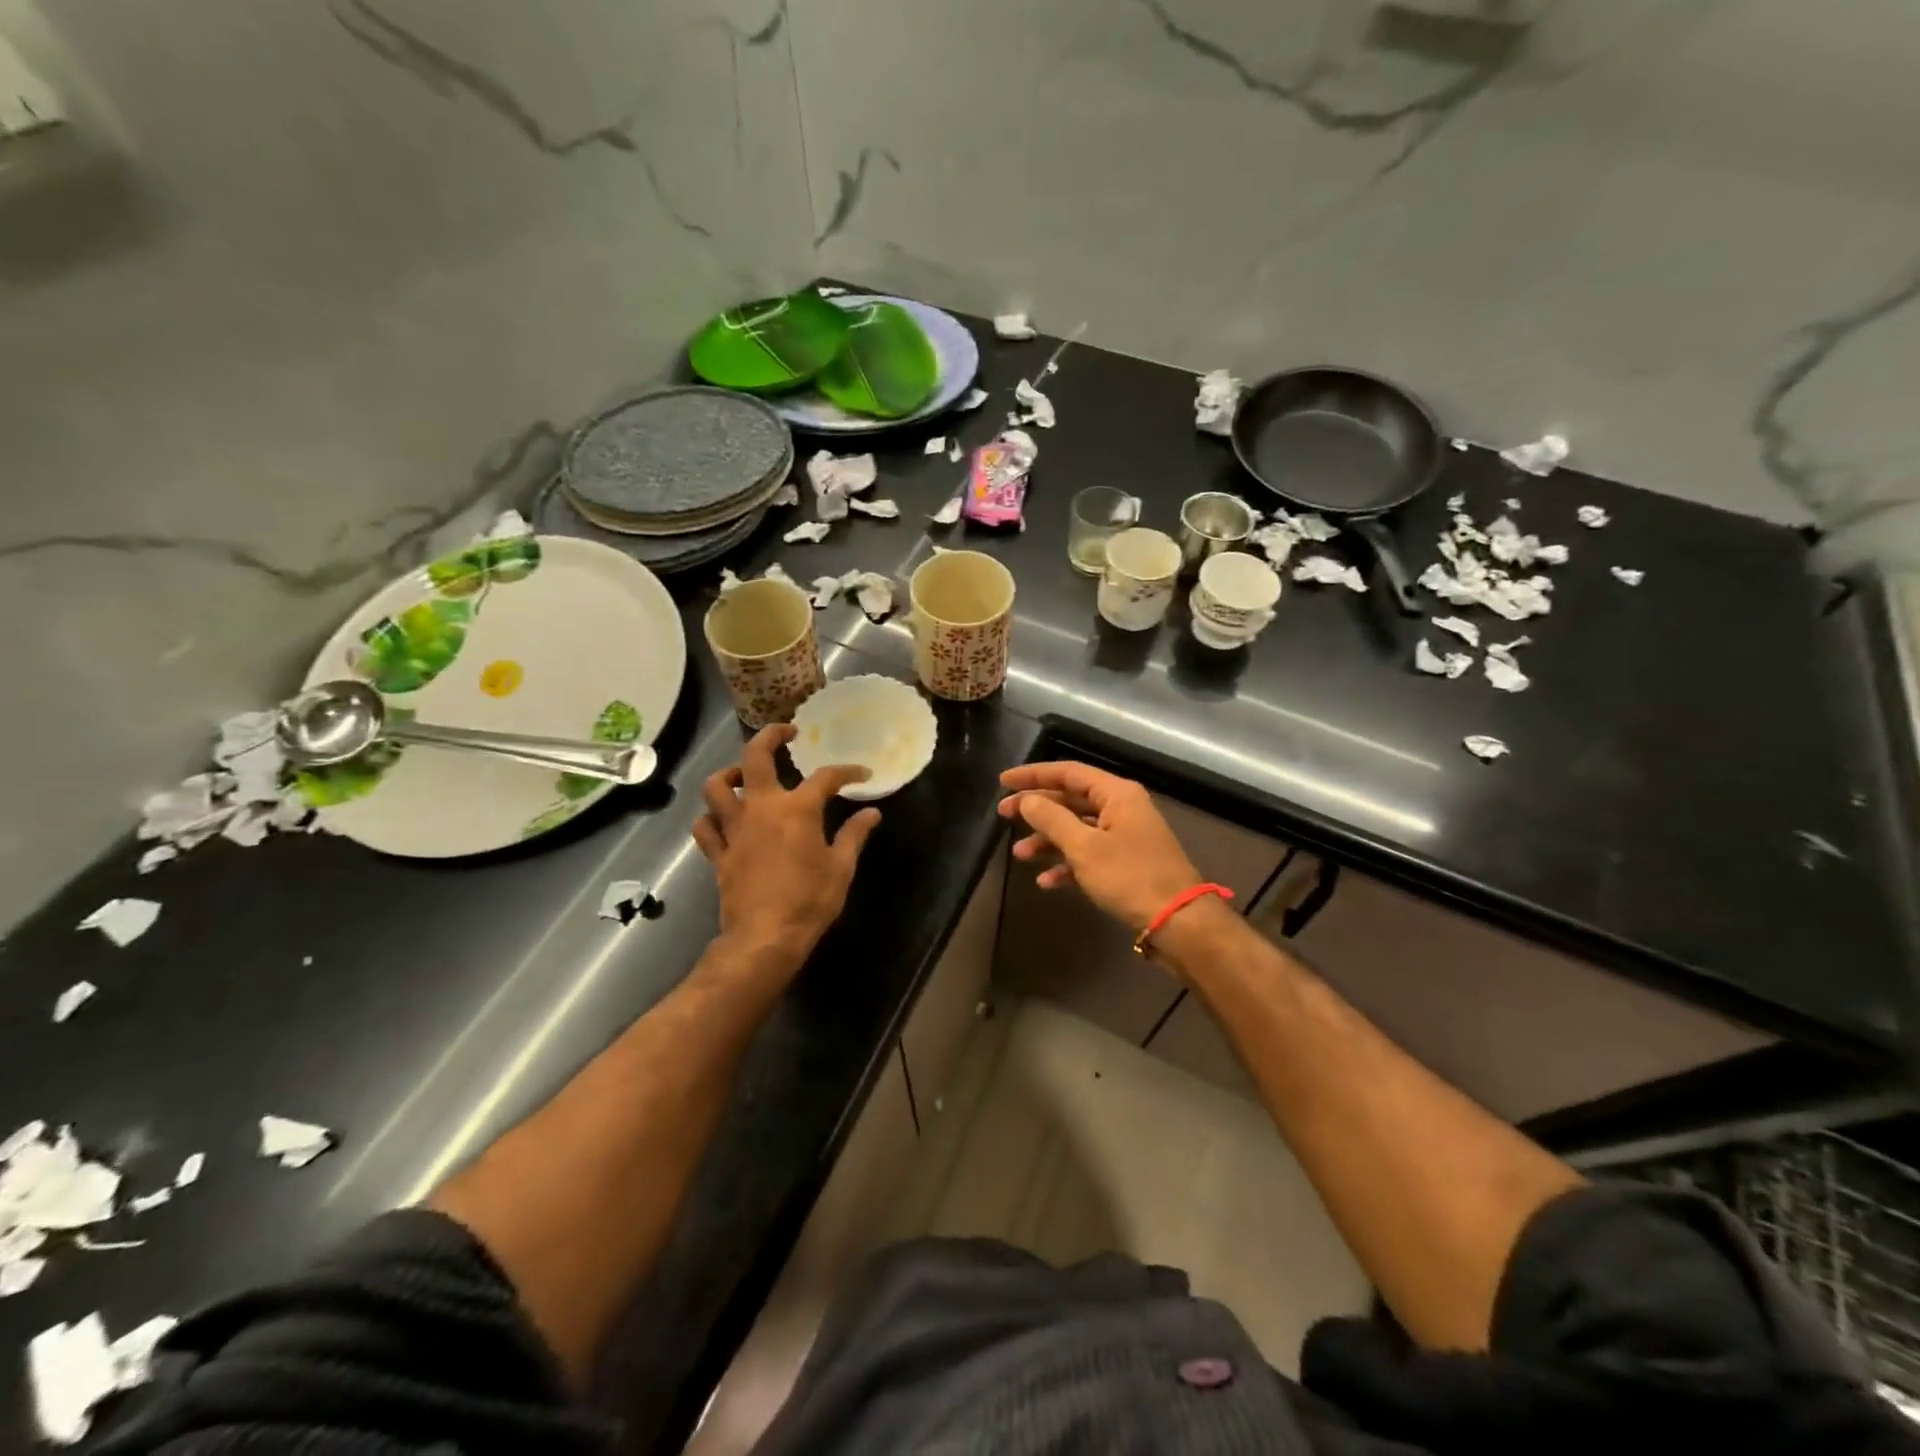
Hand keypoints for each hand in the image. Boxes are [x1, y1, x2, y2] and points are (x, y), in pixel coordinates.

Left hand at [692, 725, 881, 964]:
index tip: (861, 773)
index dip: (847, 772)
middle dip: (770, 736)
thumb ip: (854, 835)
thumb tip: (872, 813)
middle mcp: (761, 808)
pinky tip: (724, 819)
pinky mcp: (718, 853)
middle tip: (785, 733)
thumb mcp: (841, 868)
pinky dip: (711, 817)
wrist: (765, 938)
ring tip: (745, 776)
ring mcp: (734, 829)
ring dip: (729, 773)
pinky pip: (705, 826)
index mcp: (797, 809)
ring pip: (717, 786)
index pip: (826, 777)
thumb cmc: (810, 901)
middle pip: (754, 757)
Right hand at [997, 762, 1201, 931]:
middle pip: (1071, 799)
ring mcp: (1125, 836)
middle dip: (1037, 809)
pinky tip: (1046, 881)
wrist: (1179, 922)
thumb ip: (1051, 820)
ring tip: (1019, 855)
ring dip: (1047, 840)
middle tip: (1003, 815)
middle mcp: (1122, 808)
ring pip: (1077, 829)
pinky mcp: (1126, 863)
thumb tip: (1027, 800)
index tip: (1003, 781)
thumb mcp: (1084, 848)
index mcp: (1116, 794)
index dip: (1034, 775)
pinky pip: (1088, 854)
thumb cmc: (1130, 877)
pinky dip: (1067, 864)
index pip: (1068, 772)